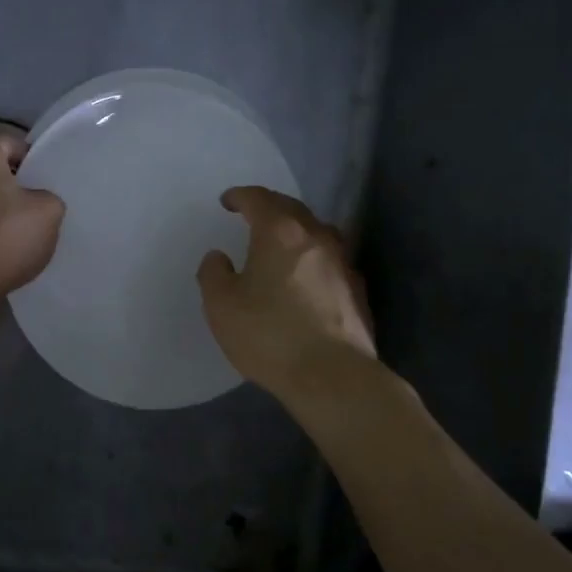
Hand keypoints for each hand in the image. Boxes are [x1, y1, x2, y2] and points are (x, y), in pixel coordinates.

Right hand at [197, 187, 375, 402]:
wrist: (332, 375)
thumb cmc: (269, 334)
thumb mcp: (221, 305)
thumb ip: (214, 273)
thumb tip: (219, 257)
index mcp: (280, 232)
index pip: (259, 199)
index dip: (240, 197)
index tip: (227, 202)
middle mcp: (316, 237)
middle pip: (292, 209)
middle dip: (270, 207)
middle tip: (253, 215)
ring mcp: (343, 262)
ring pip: (317, 233)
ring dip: (297, 231)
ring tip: (282, 244)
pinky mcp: (357, 290)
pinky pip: (331, 261)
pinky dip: (313, 259)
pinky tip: (306, 278)